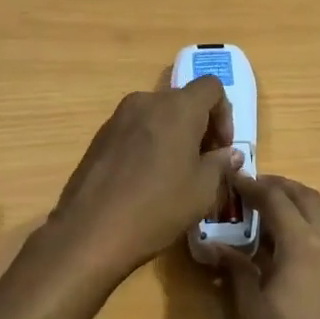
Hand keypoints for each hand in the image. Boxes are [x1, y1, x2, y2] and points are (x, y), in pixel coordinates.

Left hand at [49, 78, 241, 279]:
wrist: (91, 231)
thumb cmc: (158, 207)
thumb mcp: (203, 190)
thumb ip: (220, 164)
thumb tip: (229, 154)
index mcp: (178, 108)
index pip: (212, 87)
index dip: (225, 114)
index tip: (223, 148)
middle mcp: (146, 102)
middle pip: (183, 101)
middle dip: (200, 127)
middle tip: (204, 163)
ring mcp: (118, 118)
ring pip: (157, 116)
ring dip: (174, 136)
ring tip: (176, 174)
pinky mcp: (100, 137)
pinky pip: (135, 131)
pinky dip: (149, 145)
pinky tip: (147, 181)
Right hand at [218, 174, 319, 318]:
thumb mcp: (250, 306)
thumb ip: (237, 267)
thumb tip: (215, 245)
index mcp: (305, 246)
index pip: (277, 199)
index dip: (253, 186)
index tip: (233, 180)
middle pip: (308, 198)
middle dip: (280, 187)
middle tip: (252, 189)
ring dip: (296, 206)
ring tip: (265, 213)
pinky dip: (307, 227)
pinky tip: (283, 244)